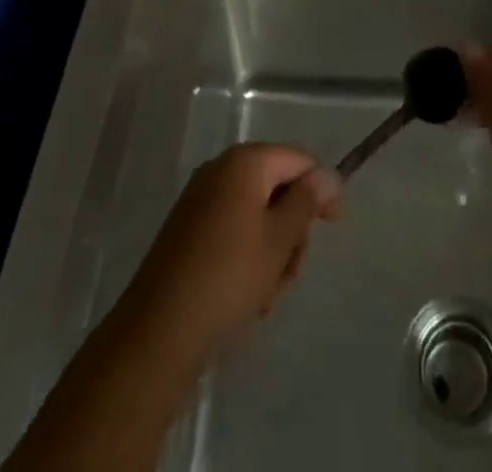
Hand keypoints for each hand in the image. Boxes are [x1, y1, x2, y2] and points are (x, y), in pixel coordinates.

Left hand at [120, 144, 340, 360]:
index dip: (321, 189)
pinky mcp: (188, 230)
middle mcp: (221, 170)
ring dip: (272, 251)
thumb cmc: (229, 276)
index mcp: (245, 162)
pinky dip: (248, 257)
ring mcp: (201, 200)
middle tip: (291, 271)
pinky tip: (247, 297)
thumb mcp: (280, 239)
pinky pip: (233, 231)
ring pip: (257, 215)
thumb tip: (326, 175)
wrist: (159, 331)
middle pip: (277, 187)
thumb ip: (307, 201)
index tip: (332, 226)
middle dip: (292, 229)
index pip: (299, 159)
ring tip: (267, 294)